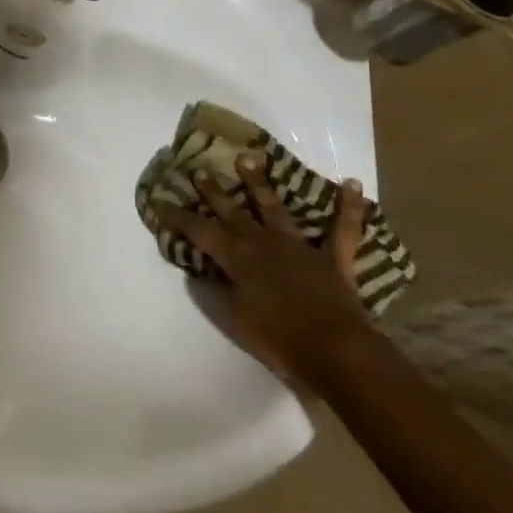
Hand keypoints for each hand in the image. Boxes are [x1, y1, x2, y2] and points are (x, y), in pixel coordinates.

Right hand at [155, 152, 373, 389]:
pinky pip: (344, 229)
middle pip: (233, 211)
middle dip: (214, 191)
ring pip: (275, 208)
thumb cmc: (279, 341)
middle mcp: (263, 242)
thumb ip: (222, 289)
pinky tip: (352, 184)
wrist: (336, 352)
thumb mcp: (237, 319)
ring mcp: (299, 246)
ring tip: (249, 159)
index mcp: (237, 258)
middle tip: (200, 170)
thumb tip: (208, 270)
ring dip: (261, 184)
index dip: (178, 217)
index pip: (199, 231)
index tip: (160, 202)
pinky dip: (349, 207)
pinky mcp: (333, 258)